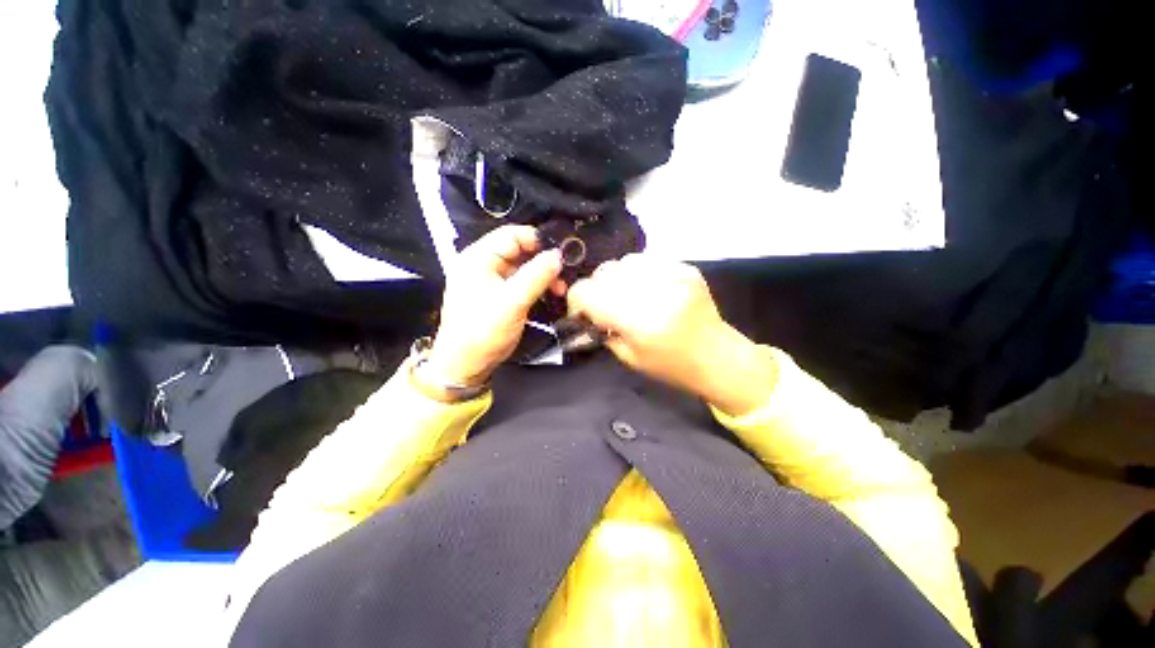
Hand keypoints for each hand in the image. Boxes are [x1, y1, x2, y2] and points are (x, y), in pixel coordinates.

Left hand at [427, 226, 564, 387]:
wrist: (465, 365)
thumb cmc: (483, 331)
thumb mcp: (512, 302)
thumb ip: (536, 276)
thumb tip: (558, 255)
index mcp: (478, 258)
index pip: (511, 235)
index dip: (537, 240)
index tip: (561, 253)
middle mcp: (482, 264)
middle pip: (518, 251)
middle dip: (543, 261)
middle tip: (563, 275)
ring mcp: (490, 281)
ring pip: (522, 268)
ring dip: (542, 276)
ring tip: (560, 289)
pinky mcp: (497, 296)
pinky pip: (520, 283)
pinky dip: (535, 287)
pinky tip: (549, 296)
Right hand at [567, 255, 775, 414]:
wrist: (718, 356)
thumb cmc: (671, 366)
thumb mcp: (628, 358)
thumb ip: (601, 331)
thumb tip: (583, 314)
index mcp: (638, 320)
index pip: (587, 292)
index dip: (577, 301)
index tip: (582, 314)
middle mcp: (654, 291)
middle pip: (603, 273)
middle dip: (596, 290)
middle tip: (604, 307)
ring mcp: (673, 274)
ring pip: (623, 262)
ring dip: (616, 279)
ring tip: (626, 296)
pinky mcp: (685, 267)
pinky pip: (646, 261)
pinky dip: (638, 274)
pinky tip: (646, 290)